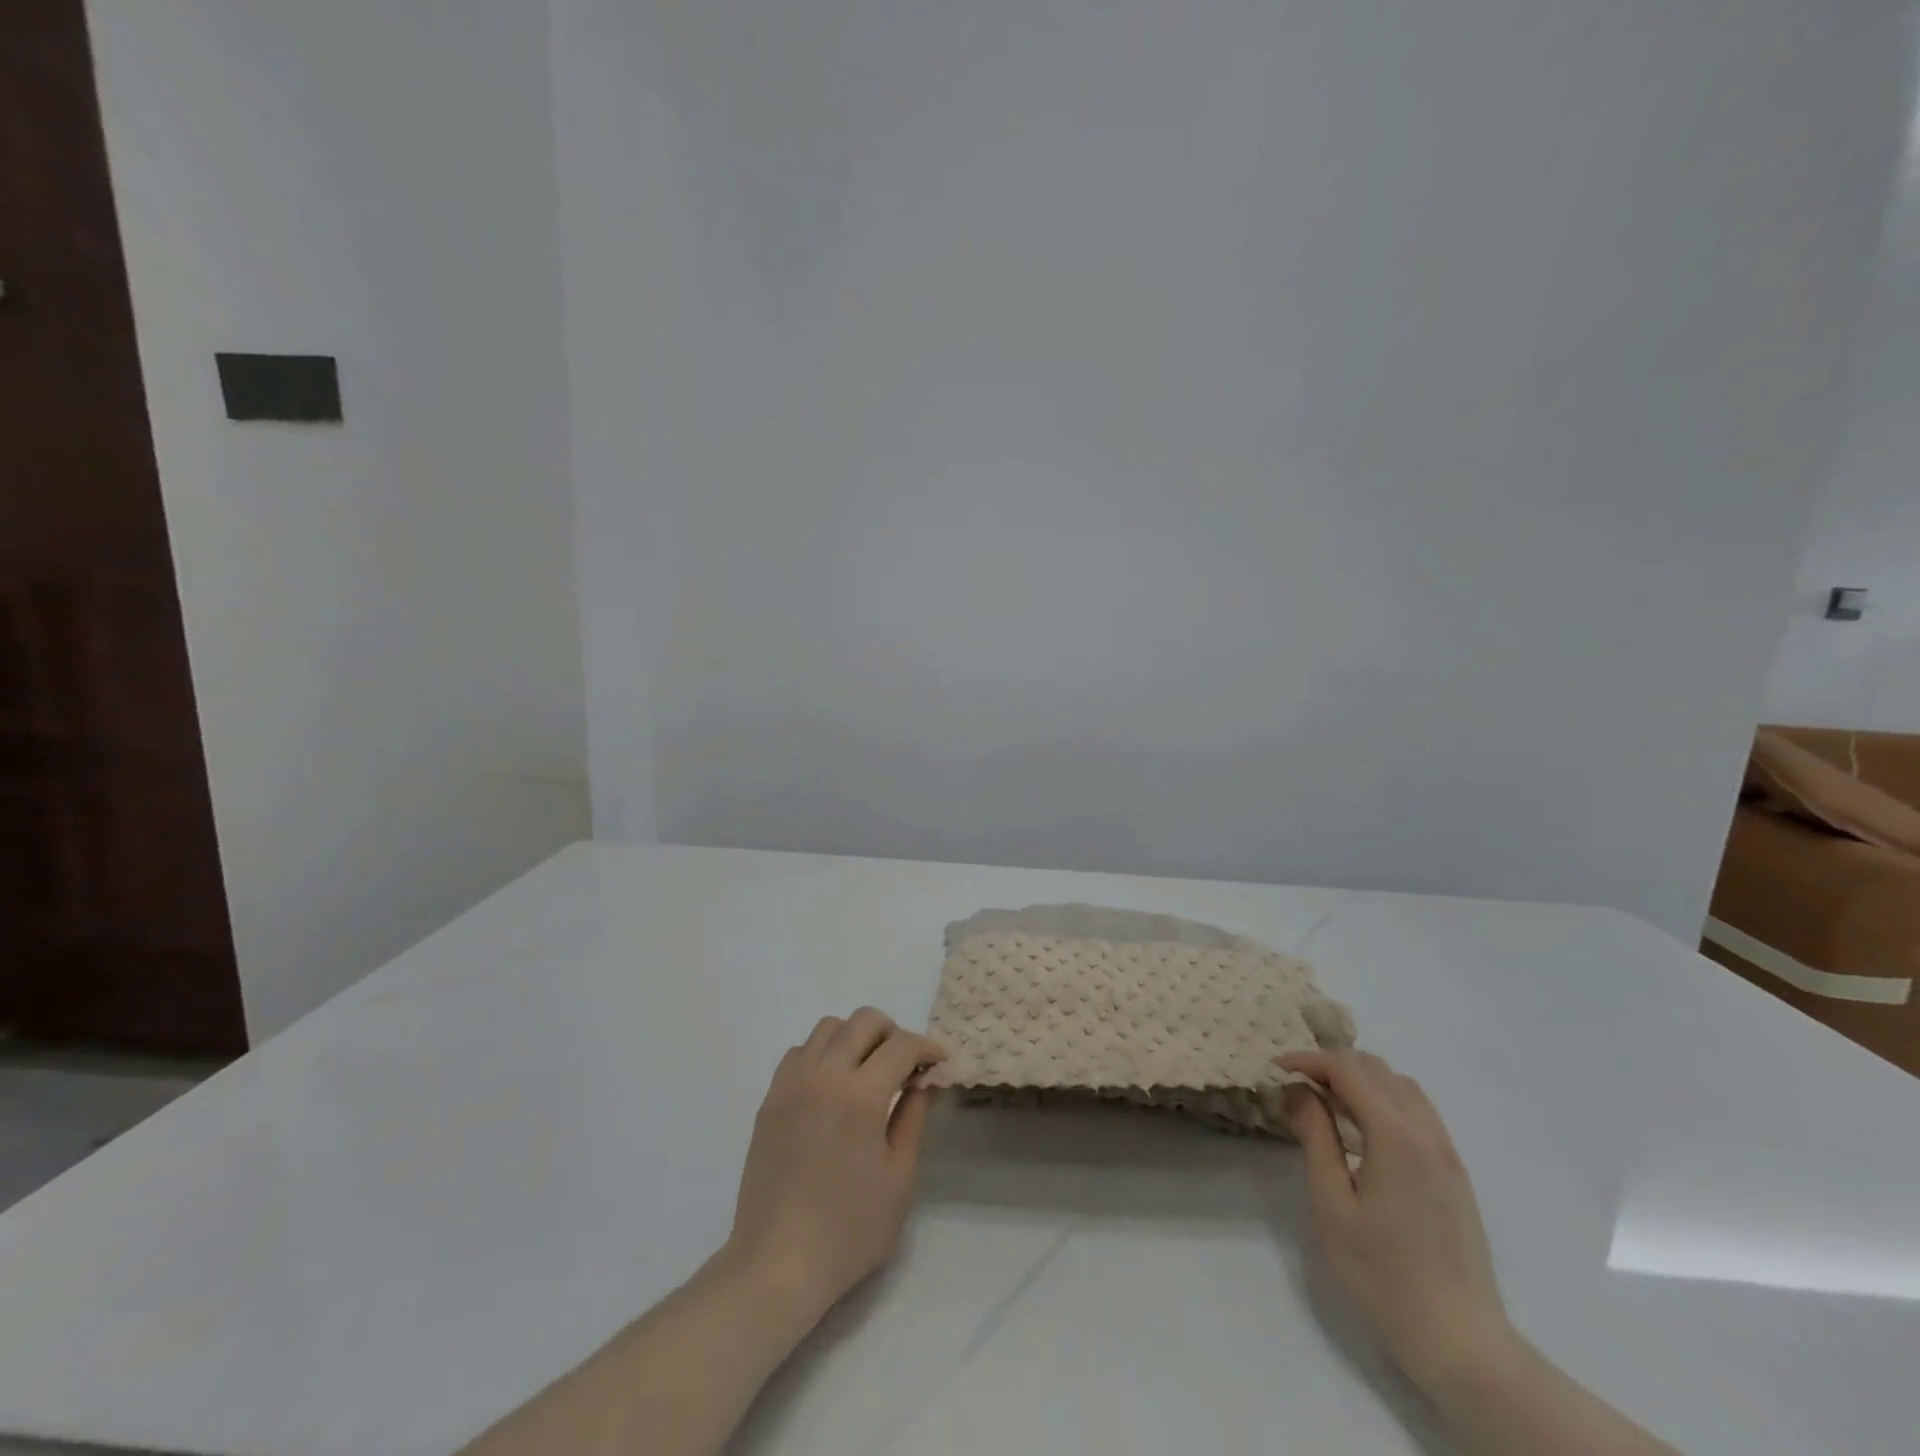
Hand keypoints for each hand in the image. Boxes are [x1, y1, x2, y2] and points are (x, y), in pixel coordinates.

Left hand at [725, 1008, 946, 1324]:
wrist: (777, 1264)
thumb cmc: (849, 1230)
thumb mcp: (899, 1177)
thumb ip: (914, 1117)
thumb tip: (923, 1080)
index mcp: (861, 1094)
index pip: (902, 1045)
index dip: (927, 1048)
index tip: (938, 1062)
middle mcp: (824, 1074)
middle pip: (864, 1021)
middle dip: (893, 1033)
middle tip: (904, 1066)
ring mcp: (792, 1083)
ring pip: (829, 1028)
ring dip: (855, 1038)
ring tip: (867, 1072)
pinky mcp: (770, 1098)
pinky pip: (800, 1052)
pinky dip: (822, 1055)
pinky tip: (831, 1089)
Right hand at [1277, 1049, 1516, 1393]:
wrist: (1460, 1341)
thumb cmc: (1382, 1273)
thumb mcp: (1331, 1204)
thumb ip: (1316, 1137)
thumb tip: (1298, 1091)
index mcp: (1397, 1137)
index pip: (1348, 1069)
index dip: (1309, 1060)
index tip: (1276, 1070)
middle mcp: (1427, 1134)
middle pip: (1377, 1069)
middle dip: (1332, 1065)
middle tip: (1297, 1085)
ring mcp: (1447, 1153)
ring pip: (1401, 1086)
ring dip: (1360, 1080)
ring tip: (1326, 1103)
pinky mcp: (1454, 1174)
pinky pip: (1417, 1112)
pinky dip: (1384, 1101)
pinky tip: (1361, 1132)